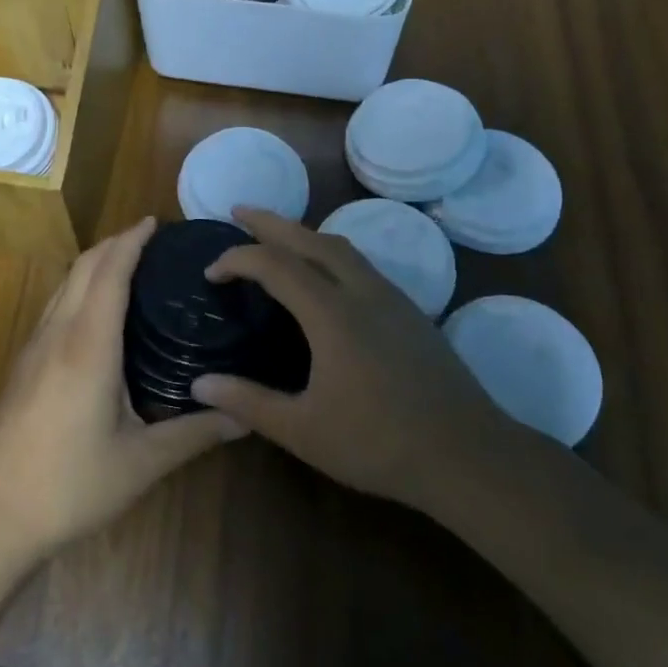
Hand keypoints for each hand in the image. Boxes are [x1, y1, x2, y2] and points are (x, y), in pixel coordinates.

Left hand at [0, 218, 247, 559]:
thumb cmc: (69, 483)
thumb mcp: (140, 462)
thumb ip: (193, 434)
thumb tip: (244, 417)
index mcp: (89, 343)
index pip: (110, 272)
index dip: (131, 241)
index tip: (155, 222)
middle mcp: (58, 332)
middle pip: (83, 267)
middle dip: (114, 243)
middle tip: (150, 238)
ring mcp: (34, 346)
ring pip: (64, 284)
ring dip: (94, 263)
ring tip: (127, 264)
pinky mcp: (23, 364)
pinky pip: (55, 305)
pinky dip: (79, 287)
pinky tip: (95, 312)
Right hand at [191, 207, 514, 512]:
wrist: (468, 454)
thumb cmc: (379, 443)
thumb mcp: (304, 431)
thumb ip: (248, 403)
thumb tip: (199, 385)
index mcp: (332, 313)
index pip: (274, 265)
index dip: (237, 259)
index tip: (211, 273)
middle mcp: (361, 291)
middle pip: (310, 238)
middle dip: (270, 221)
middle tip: (238, 211)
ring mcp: (391, 297)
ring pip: (340, 246)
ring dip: (303, 233)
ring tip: (277, 237)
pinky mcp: (409, 310)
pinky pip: (360, 263)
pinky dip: (329, 253)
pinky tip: (325, 275)